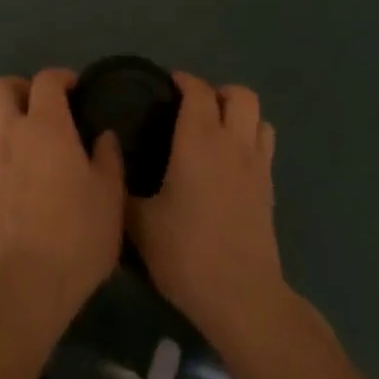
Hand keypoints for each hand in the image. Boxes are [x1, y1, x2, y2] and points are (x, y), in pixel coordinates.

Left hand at [0, 68, 125, 317]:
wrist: (31, 283)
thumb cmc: (78, 231)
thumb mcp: (110, 193)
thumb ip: (108, 156)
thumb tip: (104, 135)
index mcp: (46, 125)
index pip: (46, 80)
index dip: (61, 77)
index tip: (75, 90)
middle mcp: (11, 133)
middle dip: (16, 88)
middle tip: (37, 106)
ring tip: (19, 137)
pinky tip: (8, 175)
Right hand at [130, 73, 286, 346]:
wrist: (242, 298)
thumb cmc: (187, 252)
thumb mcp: (141, 224)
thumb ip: (123, 189)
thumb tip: (108, 166)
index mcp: (199, 138)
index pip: (198, 89)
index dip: (184, 80)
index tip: (167, 86)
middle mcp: (232, 142)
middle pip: (240, 94)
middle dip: (219, 93)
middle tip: (195, 110)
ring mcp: (257, 165)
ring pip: (259, 118)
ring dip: (240, 116)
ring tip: (218, 133)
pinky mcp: (270, 190)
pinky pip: (265, 147)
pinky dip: (251, 142)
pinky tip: (231, 165)